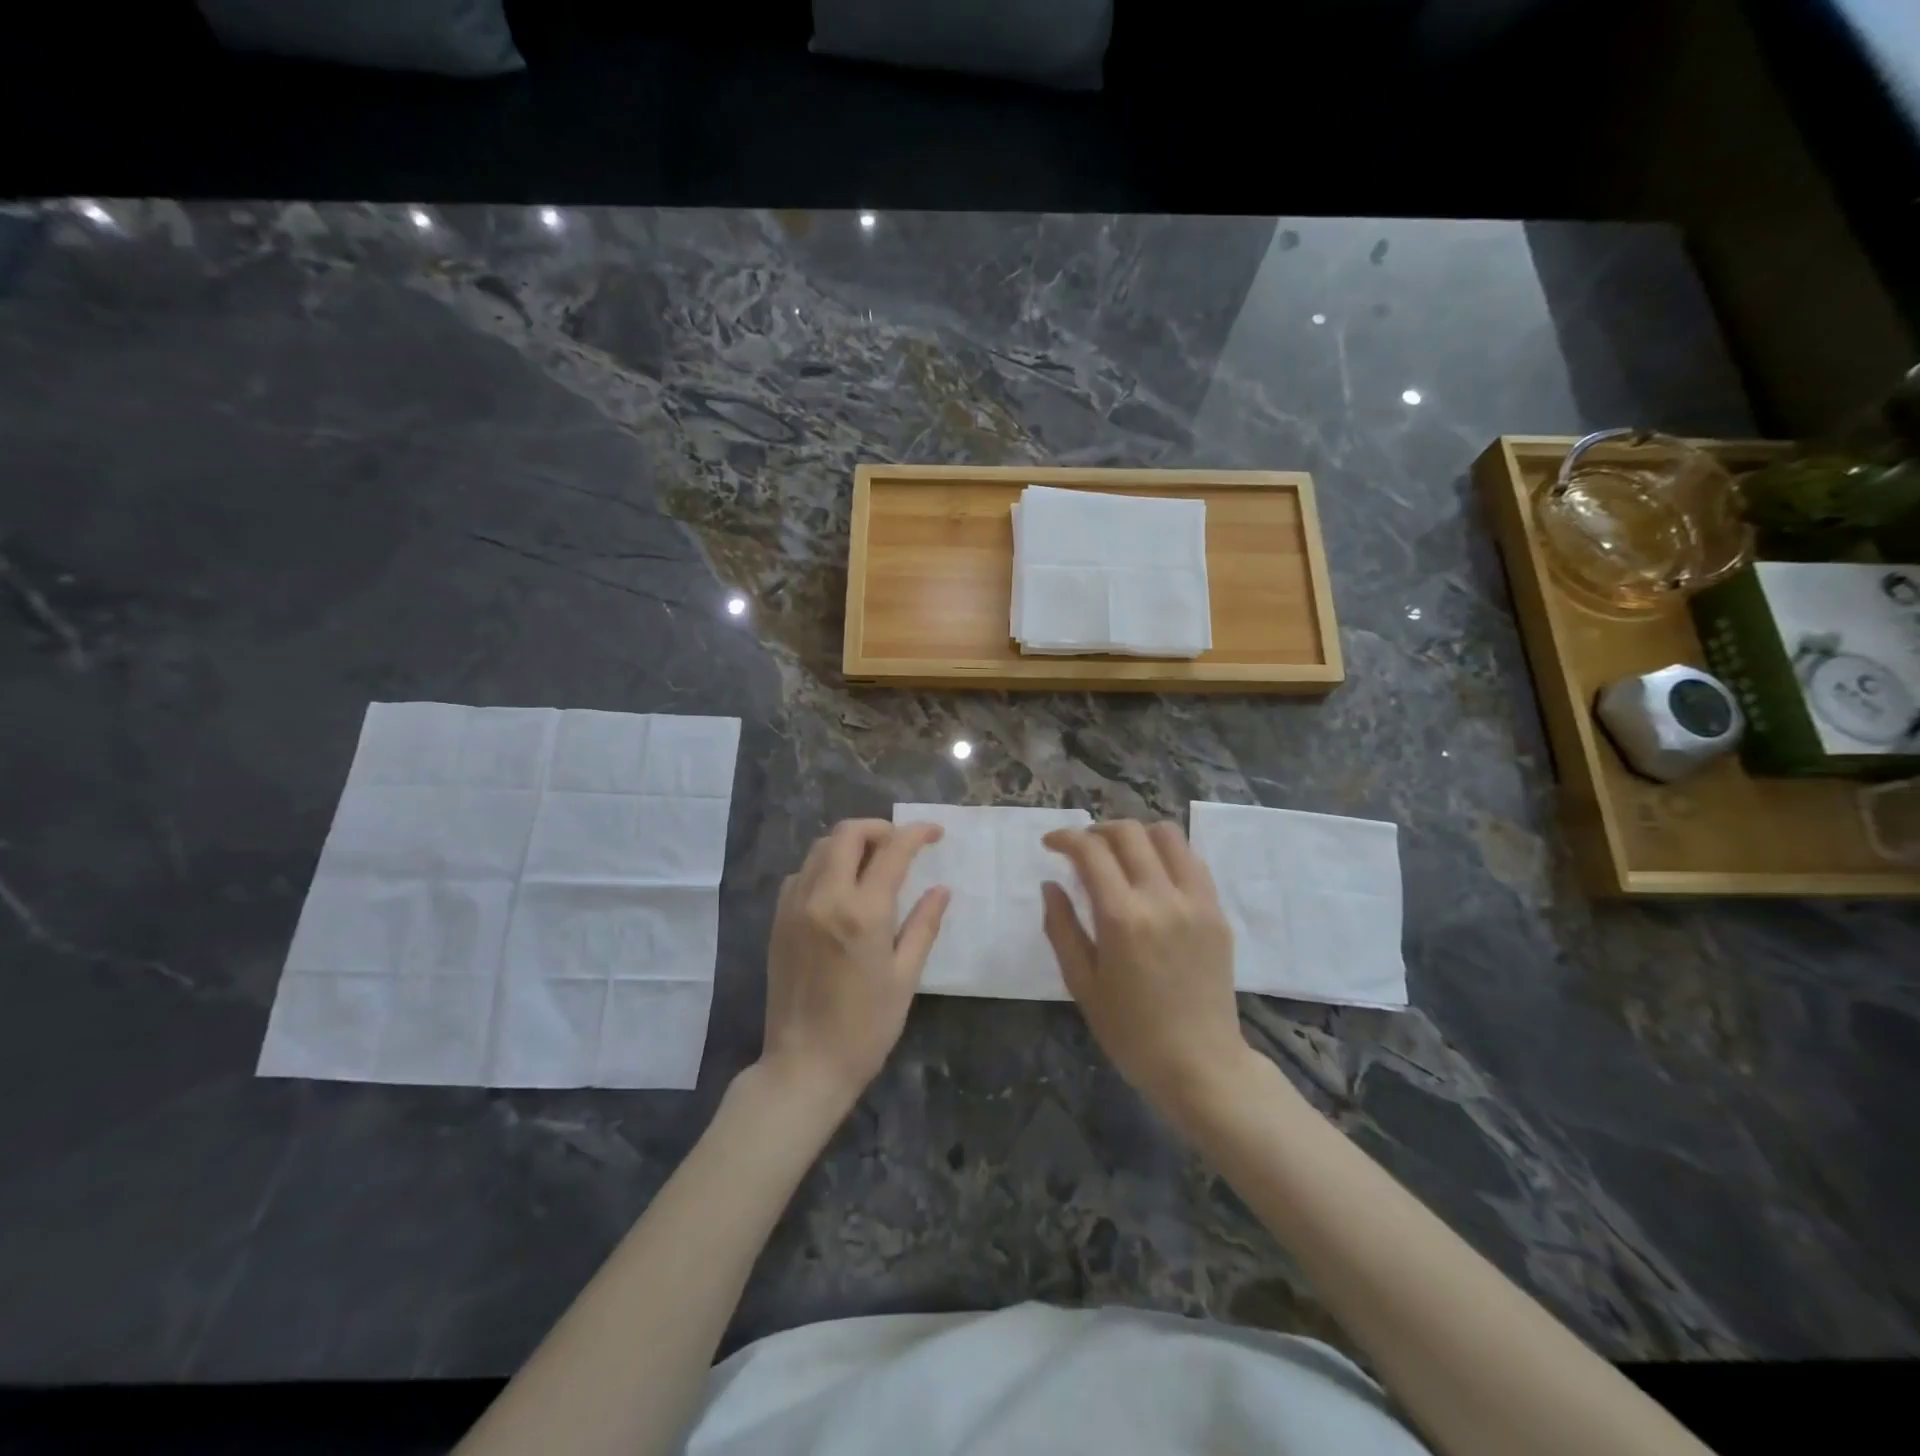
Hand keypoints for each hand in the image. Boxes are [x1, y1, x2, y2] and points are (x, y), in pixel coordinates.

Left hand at [760, 819, 948, 1114]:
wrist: (804, 1065)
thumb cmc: (865, 1027)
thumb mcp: (904, 977)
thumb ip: (923, 925)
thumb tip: (941, 890)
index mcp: (862, 912)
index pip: (892, 850)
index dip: (916, 833)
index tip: (934, 833)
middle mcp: (824, 897)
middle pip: (847, 834)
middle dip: (879, 828)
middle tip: (900, 844)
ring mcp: (795, 906)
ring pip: (820, 848)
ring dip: (849, 844)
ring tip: (872, 862)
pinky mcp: (778, 920)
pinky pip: (801, 873)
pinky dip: (824, 866)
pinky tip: (840, 888)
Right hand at [1041, 821, 1252, 1118]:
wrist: (1200, 1064)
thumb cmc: (1130, 1031)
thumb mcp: (1082, 984)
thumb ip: (1061, 928)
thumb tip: (1050, 885)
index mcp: (1122, 918)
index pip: (1091, 852)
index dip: (1066, 838)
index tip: (1051, 844)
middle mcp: (1161, 898)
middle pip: (1128, 833)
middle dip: (1097, 830)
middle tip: (1081, 847)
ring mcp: (1196, 902)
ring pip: (1166, 835)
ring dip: (1135, 834)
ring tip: (1119, 852)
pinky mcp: (1217, 911)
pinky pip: (1192, 861)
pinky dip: (1166, 853)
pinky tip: (1152, 872)